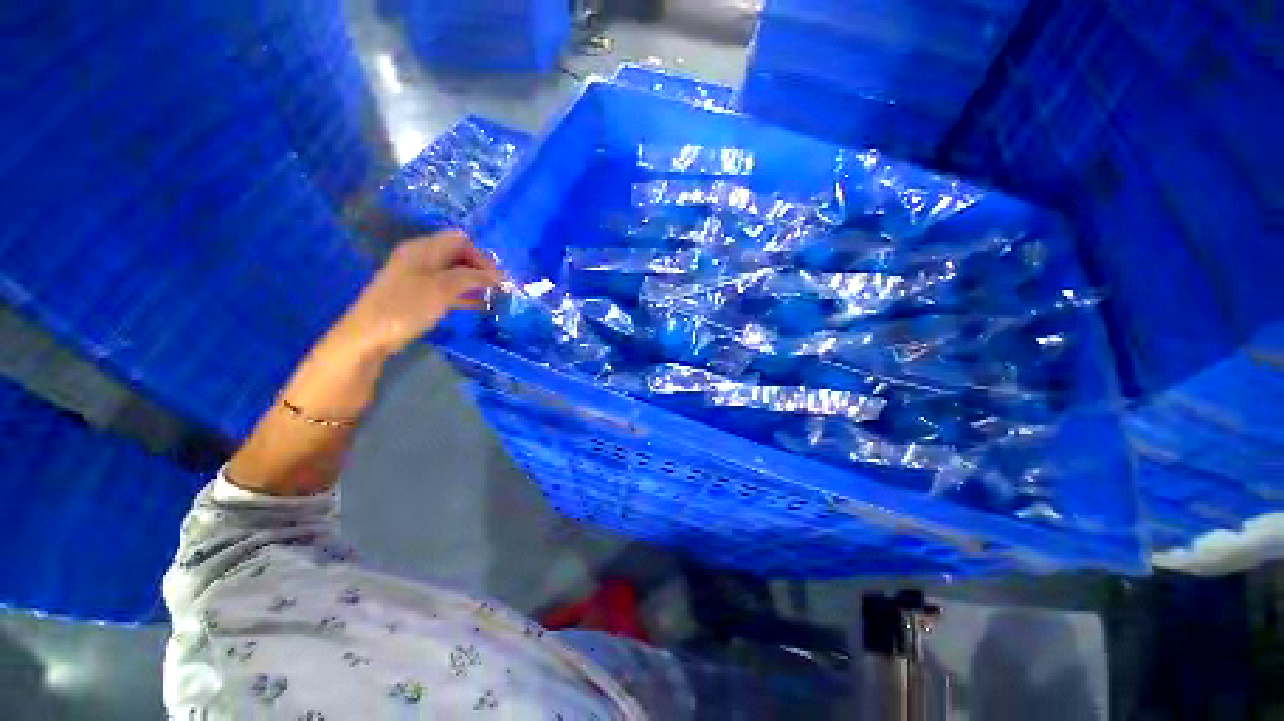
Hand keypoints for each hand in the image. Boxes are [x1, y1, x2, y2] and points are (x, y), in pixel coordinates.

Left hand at [331, 230, 502, 357]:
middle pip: (459, 256)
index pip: (460, 241)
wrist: (370, 335)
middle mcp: (422, 258)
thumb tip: (499, 275)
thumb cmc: (406, 306)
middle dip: (481, 269)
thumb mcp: (442, 288)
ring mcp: (420, 277)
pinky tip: (480, 306)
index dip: (481, 256)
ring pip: (455, 274)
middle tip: (499, 289)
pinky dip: (465, 296)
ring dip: (475, 283)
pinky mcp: (420, 296)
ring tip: (495, 297)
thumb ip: (472, 278)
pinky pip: (448, 290)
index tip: (497, 278)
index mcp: (423, 249)